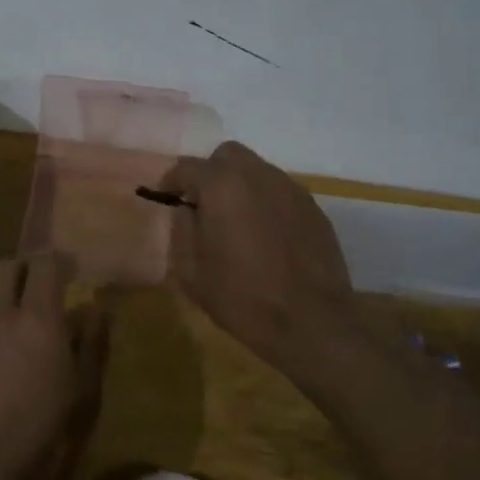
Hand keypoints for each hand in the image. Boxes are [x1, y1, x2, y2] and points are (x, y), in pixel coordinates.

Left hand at [0, 253, 108, 479]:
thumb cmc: (51, 433)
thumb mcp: (87, 389)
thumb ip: (92, 340)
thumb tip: (96, 308)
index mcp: (36, 319)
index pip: (44, 264)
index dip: (59, 261)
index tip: (71, 272)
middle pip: (4, 267)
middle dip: (23, 269)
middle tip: (39, 288)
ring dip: (1, 297)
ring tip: (15, 323)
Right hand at [162, 141, 355, 377]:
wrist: (312, 323)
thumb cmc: (242, 297)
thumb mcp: (191, 270)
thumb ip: (181, 229)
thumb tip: (185, 209)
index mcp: (222, 184)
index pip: (186, 167)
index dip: (171, 182)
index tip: (166, 199)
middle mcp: (257, 175)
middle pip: (226, 155)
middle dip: (210, 173)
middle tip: (204, 205)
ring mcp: (290, 189)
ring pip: (256, 170)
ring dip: (240, 186)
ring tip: (236, 222)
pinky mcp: (314, 208)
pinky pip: (280, 192)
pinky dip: (266, 203)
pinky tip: (266, 236)